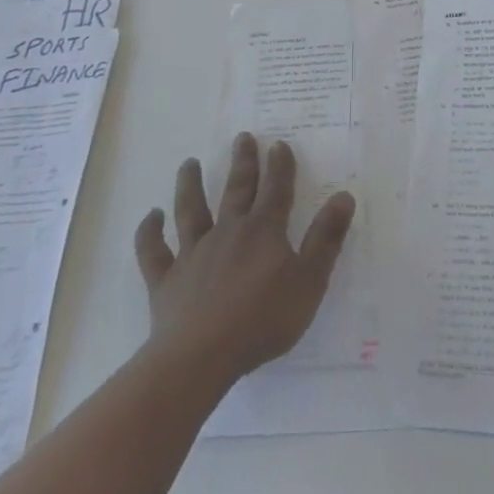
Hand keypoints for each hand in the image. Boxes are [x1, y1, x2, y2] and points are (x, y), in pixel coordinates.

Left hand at [133, 135, 354, 385]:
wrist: (201, 356)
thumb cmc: (262, 320)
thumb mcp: (309, 281)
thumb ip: (326, 238)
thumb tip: (343, 196)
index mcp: (263, 232)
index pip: (276, 190)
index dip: (280, 166)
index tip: (279, 144)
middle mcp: (228, 232)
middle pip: (236, 190)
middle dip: (242, 163)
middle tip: (242, 137)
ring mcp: (193, 254)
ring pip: (190, 210)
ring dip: (190, 185)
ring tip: (190, 162)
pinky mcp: (165, 280)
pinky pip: (154, 251)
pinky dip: (150, 232)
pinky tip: (151, 217)